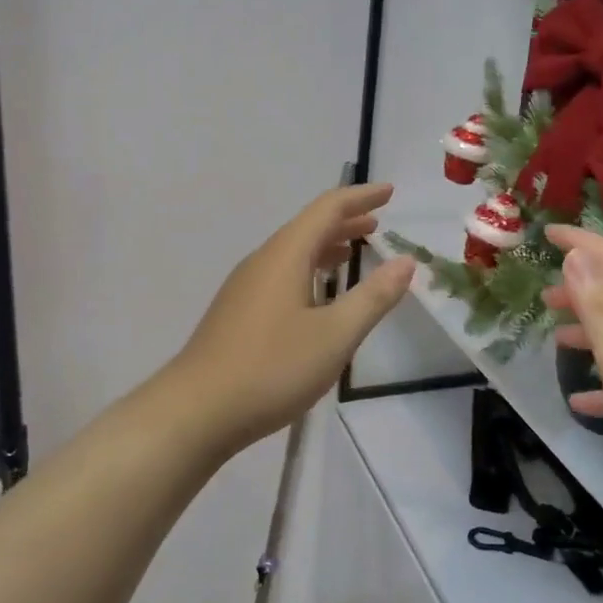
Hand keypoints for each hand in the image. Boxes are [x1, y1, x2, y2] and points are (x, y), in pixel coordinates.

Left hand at [169, 183, 415, 453]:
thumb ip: (373, 297)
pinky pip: (281, 274)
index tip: (389, 192)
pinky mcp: (237, 312)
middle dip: (345, 221)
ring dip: (326, 246)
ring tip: (353, 251)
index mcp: (285, 255)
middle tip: (377, 223)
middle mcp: (262, 261)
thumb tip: (406, 262)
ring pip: (292, 253)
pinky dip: (308, 270)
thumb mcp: (334, 335)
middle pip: (308, 228)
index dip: (361, 198)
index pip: (327, 209)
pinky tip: (317, 295)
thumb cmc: (271, 368)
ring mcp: (245, 287)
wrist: (196, 411)